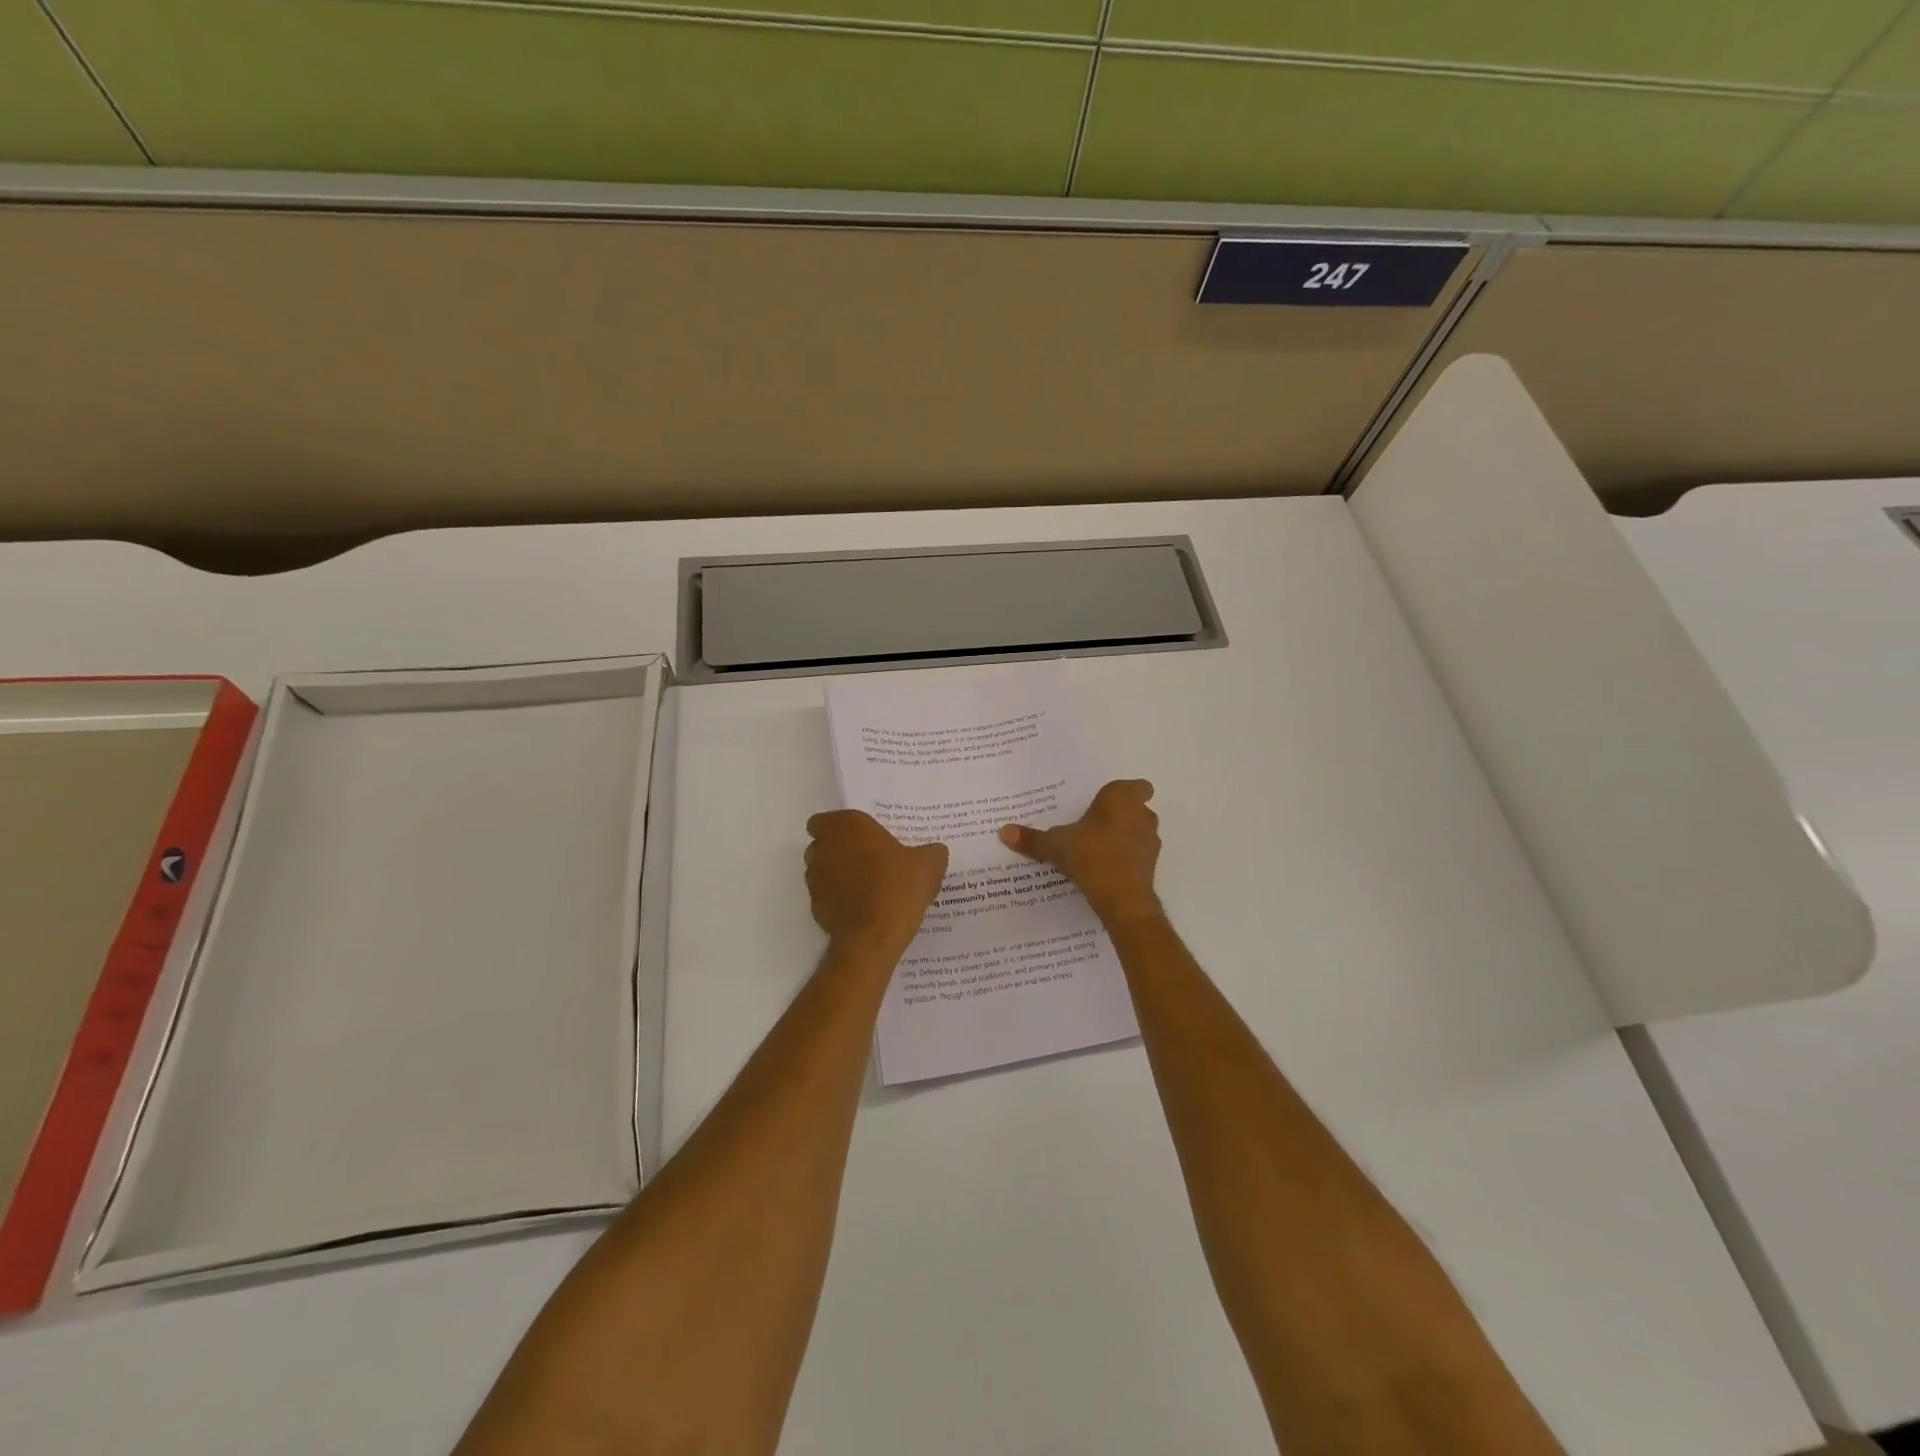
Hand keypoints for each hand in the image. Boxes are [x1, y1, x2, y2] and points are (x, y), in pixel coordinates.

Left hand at [805, 810, 948, 955]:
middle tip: (868, 859)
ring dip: (837, 874)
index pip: (824, 820)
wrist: (874, 937)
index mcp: (848, 827)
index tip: (860, 838)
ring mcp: (815, 879)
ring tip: (866, 886)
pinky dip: (838, 899)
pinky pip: (825, 896)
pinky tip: (862, 909)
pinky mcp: (815, 907)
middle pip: (822, 844)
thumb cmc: (898, 887)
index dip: (838, 828)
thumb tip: (934, 852)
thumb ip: (931, 852)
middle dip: (839, 850)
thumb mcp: (929, 864)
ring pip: (821, 870)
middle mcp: (824, 848)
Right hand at [999, 779, 1162, 926]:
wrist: (1123, 898)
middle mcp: (1142, 815)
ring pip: (1139, 832)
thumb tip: (1003, 831)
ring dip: (1125, 838)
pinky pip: (1138, 855)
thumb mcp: (1056, 845)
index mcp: (1121, 798)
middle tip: (1093, 826)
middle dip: (1120, 816)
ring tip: (1097, 850)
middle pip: (1137, 809)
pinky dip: (1127, 859)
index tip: (1104, 804)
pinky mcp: (1152, 866)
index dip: (1124, 794)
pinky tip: (1105, 870)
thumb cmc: (1091, 856)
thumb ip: (1032, 839)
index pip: (1137, 786)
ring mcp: (1150, 841)